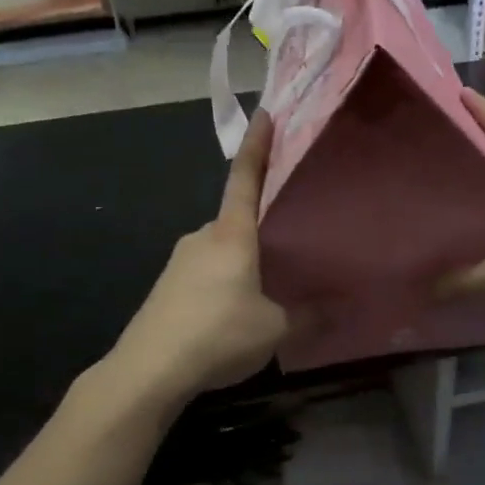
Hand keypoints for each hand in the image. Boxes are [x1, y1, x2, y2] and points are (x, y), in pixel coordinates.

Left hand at [108, 111, 289, 402]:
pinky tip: (232, 313)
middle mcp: (202, 238)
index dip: (258, 146)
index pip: (245, 178)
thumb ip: (307, 317)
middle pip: (235, 220)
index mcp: (231, 235)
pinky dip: (222, 282)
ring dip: (241, 262)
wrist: (149, 369)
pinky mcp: (166, 287)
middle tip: (289, 244)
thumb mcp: (274, 329)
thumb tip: (336, 311)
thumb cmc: (218, 334)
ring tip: (266, 289)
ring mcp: (179, 262)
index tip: (265, 115)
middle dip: (260, 229)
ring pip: (220, 250)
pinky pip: (204, 273)